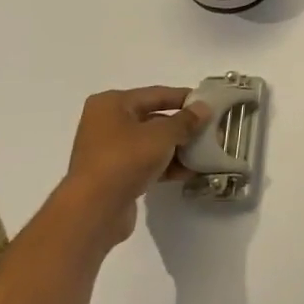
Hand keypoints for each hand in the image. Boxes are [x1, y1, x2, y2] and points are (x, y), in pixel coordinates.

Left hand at [59, 87, 211, 250]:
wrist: (94, 210)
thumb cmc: (126, 159)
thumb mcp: (162, 135)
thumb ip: (186, 120)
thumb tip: (204, 108)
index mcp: (112, 103)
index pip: (156, 94)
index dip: (184, 98)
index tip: (209, 103)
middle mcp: (106, 123)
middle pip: (153, 118)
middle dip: (182, 126)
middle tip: (209, 130)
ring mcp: (108, 150)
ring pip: (150, 142)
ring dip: (176, 148)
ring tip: (204, 153)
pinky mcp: (113, 174)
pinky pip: (145, 162)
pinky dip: (165, 165)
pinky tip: (188, 172)